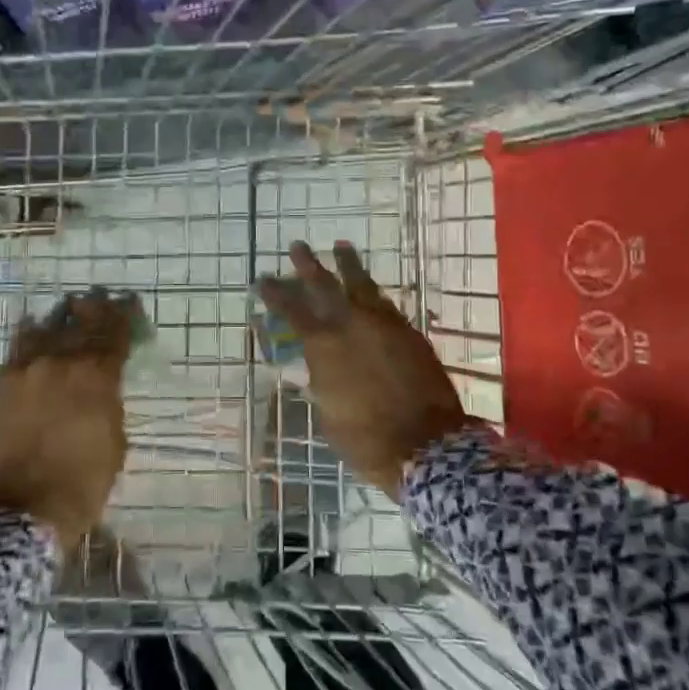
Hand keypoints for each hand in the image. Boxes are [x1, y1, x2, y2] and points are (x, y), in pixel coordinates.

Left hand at [0, 289, 133, 544]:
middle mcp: (58, 362)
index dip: (125, 315)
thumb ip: (109, 404)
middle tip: (99, 299)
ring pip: (43, 330)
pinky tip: (31, 331)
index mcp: (95, 375)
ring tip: (66, 310)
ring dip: (59, 319)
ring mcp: (23, 373)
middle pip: (79, 323)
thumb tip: (103, 388)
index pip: (115, 333)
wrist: (17, 514)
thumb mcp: (114, 443)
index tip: (129, 302)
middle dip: (93, 310)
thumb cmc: (80, 484)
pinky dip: (28, 339)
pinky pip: (16, 352)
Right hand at [258, 241, 466, 498]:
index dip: (276, 294)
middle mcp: (351, 326)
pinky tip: (370, 288)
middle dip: (309, 265)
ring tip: (341, 246)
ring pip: (362, 285)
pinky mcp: (409, 332)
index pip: (292, 311)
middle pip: (326, 286)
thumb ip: (321, 384)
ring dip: (349, 265)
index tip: (263, 279)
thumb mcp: (329, 414)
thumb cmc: (366, 439)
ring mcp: (384, 325)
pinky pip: (386, 303)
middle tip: (297, 246)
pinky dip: (373, 292)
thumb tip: (317, 372)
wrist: (425, 443)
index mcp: (324, 347)